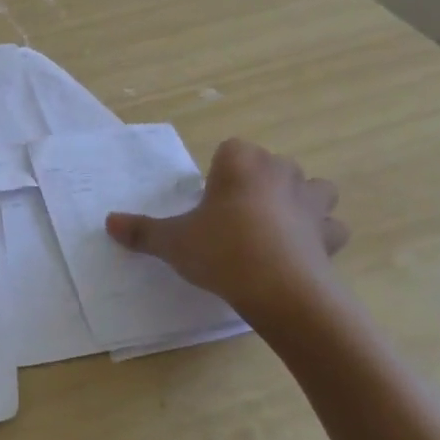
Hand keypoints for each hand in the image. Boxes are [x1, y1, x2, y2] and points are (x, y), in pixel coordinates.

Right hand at [106, 139, 348, 327]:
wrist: (280, 290)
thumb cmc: (221, 250)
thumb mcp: (172, 242)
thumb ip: (142, 231)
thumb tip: (109, 222)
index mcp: (240, 161)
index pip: (230, 150)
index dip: (219, 173)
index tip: (208, 202)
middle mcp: (280, 171)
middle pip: (270, 165)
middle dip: (257, 185)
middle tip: (234, 217)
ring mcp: (312, 201)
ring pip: (314, 189)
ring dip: (300, 202)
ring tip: (276, 228)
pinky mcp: (330, 234)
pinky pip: (330, 228)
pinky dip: (321, 236)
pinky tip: (302, 253)